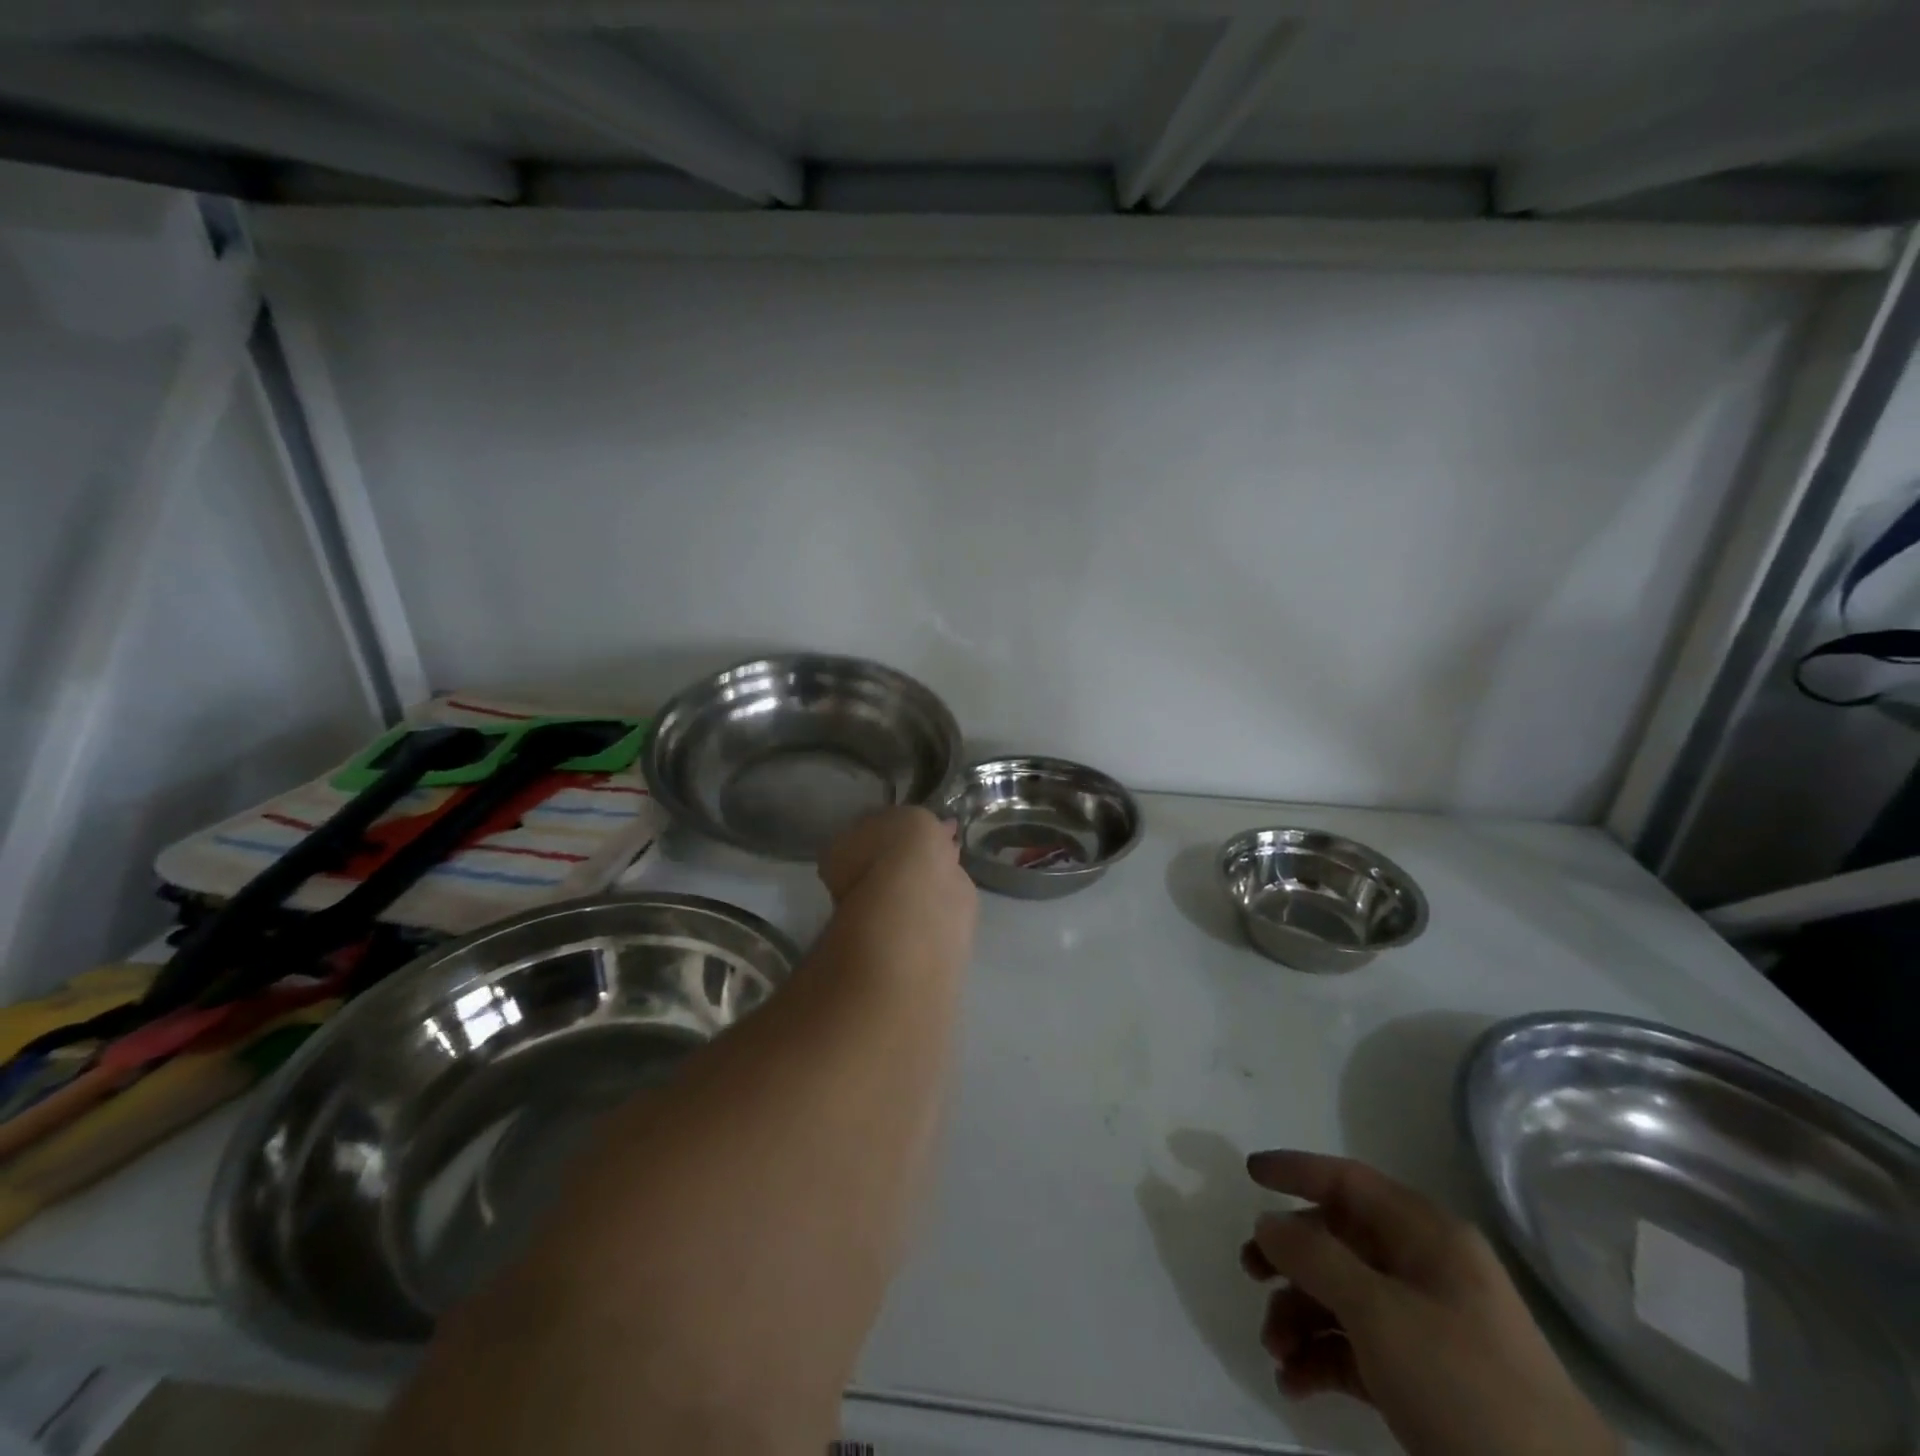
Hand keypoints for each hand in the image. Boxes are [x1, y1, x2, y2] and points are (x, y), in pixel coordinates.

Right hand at [1241, 1151, 1617, 1455]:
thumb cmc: (1464, 1385)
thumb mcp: (1378, 1313)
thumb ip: (1313, 1258)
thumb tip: (1268, 1223)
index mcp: (1426, 1237)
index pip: (1349, 1181)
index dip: (1297, 1171)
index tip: (1249, 1173)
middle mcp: (1425, 1270)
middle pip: (1339, 1241)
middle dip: (1289, 1259)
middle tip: (1248, 1274)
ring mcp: (1428, 1327)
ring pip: (1343, 1298)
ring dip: (1299, 1317)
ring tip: (1275, 1353)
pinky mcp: (1427, 1381)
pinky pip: (1359, 1350)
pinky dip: (1322, 1359)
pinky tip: (1295, 1384)